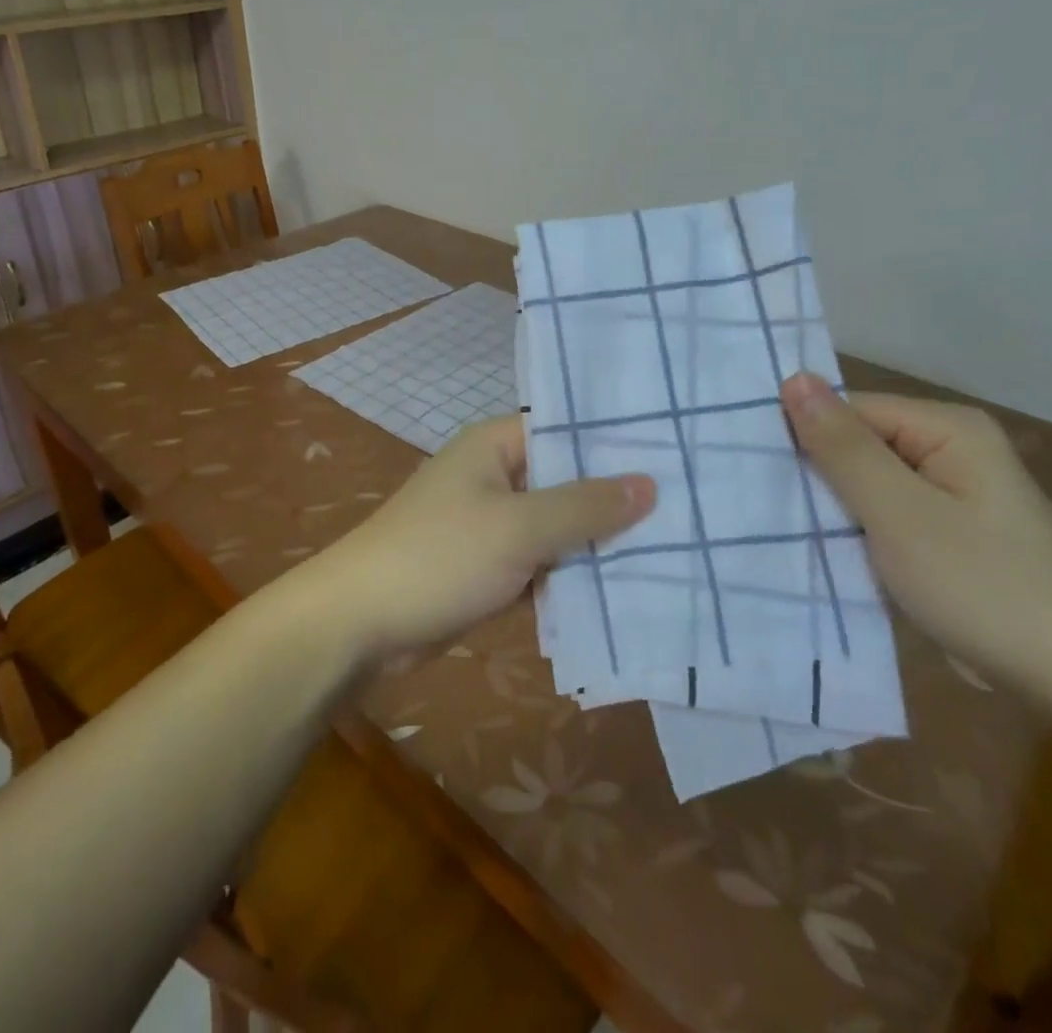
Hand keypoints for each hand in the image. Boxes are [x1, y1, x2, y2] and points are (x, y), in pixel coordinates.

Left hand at [305, 417, 654, 660]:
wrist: (361, 622)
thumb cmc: (438, 556)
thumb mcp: (517, 526)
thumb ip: (583, 506)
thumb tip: (648, 483)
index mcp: (494, 446)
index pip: (565, 430)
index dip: (616, 442)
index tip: (675, 454)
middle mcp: (494, 476)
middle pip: (566, 480)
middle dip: (615, 499)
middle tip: (690, 508)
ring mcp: (491, 524)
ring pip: (557, 527)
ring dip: (597, 543)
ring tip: (675, 548)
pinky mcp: (489, 567)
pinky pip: (542, 564)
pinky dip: (572, 576)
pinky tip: (626, 590)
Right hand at [779, 373, 1051, 692]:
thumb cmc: (983, 587)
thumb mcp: (899, 513)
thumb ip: (842, 446)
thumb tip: (793, 378)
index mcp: (948, 428)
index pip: (847, 411)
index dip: (803, 438)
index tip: (759, 476)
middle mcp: (952, 448)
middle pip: (857, 444)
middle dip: (816, 476)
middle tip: (767, 508)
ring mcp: (953, 492)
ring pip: (866, 483)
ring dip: (833, 507)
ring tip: (786, 531)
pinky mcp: (949, 531)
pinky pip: (885, 514)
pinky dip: (858, 531)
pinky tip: (830, 553)